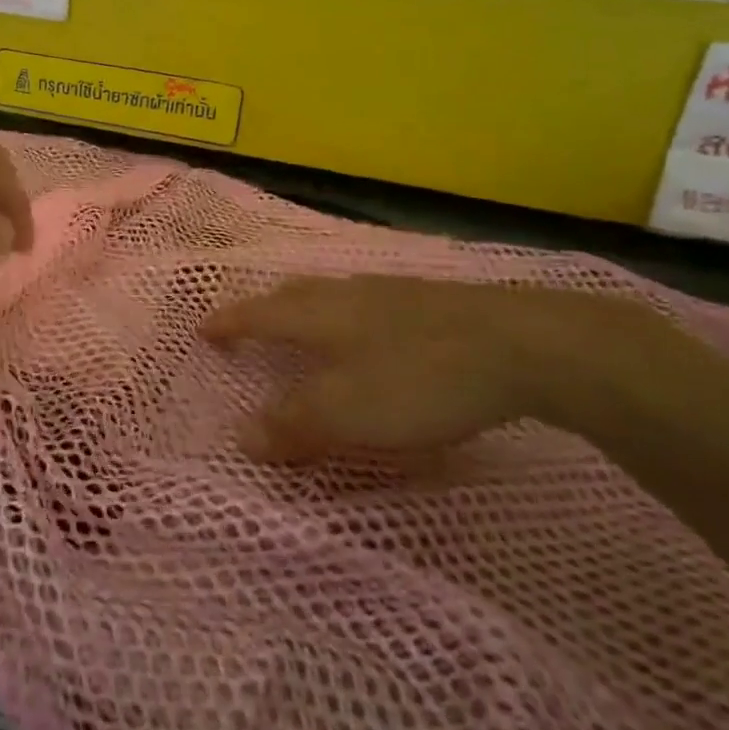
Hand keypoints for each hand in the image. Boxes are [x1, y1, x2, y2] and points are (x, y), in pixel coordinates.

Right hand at [202, 277, 654, 459]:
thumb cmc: (420, 378)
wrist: (525, 345)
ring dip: (310, 310)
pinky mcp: (434, 301)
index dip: (227, 323)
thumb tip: (240, 437)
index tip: (203, 330)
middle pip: (292, 295)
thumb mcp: (348, 412)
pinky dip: (353, 316)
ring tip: (310, 328)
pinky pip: (372, 302)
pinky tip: (378, 334)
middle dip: (265, 310)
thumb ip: (292, 425)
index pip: (256, 314)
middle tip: (251, 327)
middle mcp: (347, 293)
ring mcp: (392, 292)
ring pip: (334, 295)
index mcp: (317, 314)